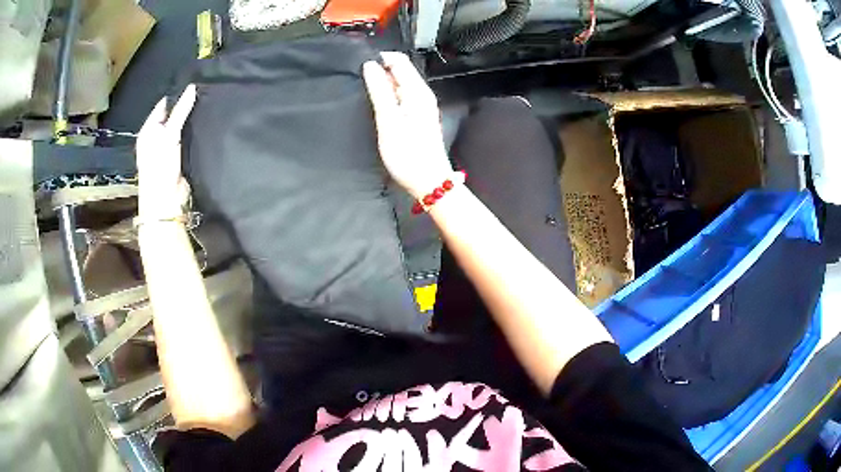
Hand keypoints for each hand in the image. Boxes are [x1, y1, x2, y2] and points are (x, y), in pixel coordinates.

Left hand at [136, 85, 196, 218]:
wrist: (166, 200)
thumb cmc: (160, 166)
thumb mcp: (169, 134)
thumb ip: (181, 111)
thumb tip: (192, 87)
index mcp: (149, 130)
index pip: (164, 105)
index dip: (178, 95)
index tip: (196, 85)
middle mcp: (156, 138)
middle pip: (173, 116)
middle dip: (186, 108)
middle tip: (205, 94)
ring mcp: (167, 149)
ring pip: (181, 129)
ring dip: (191, 122)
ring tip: (209, 106)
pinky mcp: (179, 158)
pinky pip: (188, 141)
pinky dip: (195, 134)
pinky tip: (206, 126)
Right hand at [363, 52, 453, 198]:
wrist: (428, 181)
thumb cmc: (408, 154)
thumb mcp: (389, 121)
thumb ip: (379, 91)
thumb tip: (370, 65)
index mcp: (418, 91)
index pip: (399, 60)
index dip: (380, 58)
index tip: (360, 65)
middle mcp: (422, 94)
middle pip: (399, 71)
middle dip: (379, 71)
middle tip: (358, 82)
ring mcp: (421, 106)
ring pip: (399, 85)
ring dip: (382, 85)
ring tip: (364, 93)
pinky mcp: (417, 117)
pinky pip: (401, 98)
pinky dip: (388, 97)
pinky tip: (377, 107)